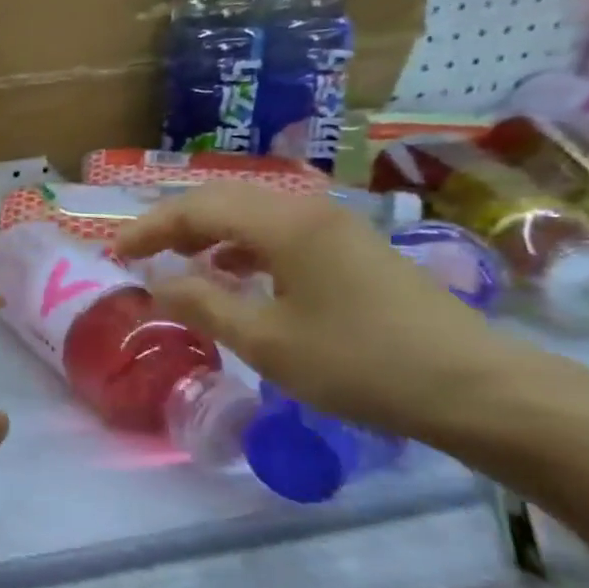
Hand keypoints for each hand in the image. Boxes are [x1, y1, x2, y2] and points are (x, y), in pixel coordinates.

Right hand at [113, 182, 530, 442]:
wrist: (474, 387)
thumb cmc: (360, 363)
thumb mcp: (267, 341)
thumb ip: (202, 304)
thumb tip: (157, 280)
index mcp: (284, 223)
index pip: (196, 208)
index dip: (149, 227)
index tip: (114, 253)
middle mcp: (307, 209)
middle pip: (223, 200)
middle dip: (174, 224)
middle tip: (139, 255)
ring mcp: (335, 225)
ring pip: (252, 214)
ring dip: (208, 234)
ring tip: (179, 265)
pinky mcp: (352, 247)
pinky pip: (280, 232)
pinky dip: (243, 247)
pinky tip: (235, 276)